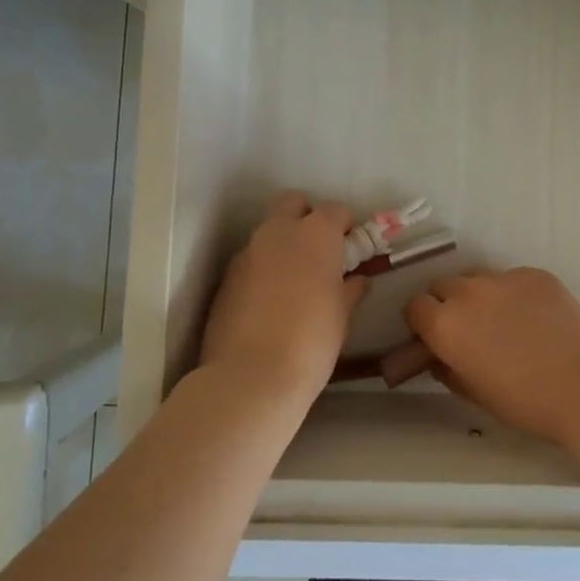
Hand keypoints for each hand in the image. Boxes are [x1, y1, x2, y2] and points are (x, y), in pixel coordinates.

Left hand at [199, 191, 365, 405]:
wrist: (250, 377)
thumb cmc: (312, 341)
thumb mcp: (342, 315)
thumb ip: (348, 289)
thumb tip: (354, 280)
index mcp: (315, 235)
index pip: (335, 210)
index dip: (344, 226)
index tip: (349, 248)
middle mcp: (278, 233)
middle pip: (292, 203)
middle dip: (306, 217)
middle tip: (318, 251)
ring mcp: (247, 253)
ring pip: (268, 233)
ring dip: (282, 246)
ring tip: (292, 283)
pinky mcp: (226, 278)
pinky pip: (250, 262)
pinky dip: (261, 271)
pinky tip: (268, 304)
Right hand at [404, 268, 579, 443]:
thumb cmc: (525, 401)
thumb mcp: (475, 394)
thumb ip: (449, 370)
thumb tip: (441, 358)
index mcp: (445, 324)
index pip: (415, 306)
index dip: (423, 322)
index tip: (434, 336)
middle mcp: (468, 292)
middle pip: (443, 285)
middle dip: (447, 303)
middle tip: (468, 328)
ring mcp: (503, 278)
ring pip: (477, 277)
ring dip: (478, 294)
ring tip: (502, 319)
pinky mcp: (534, 273)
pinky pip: (512, 278)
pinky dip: (514, 293)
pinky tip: (535, 317)